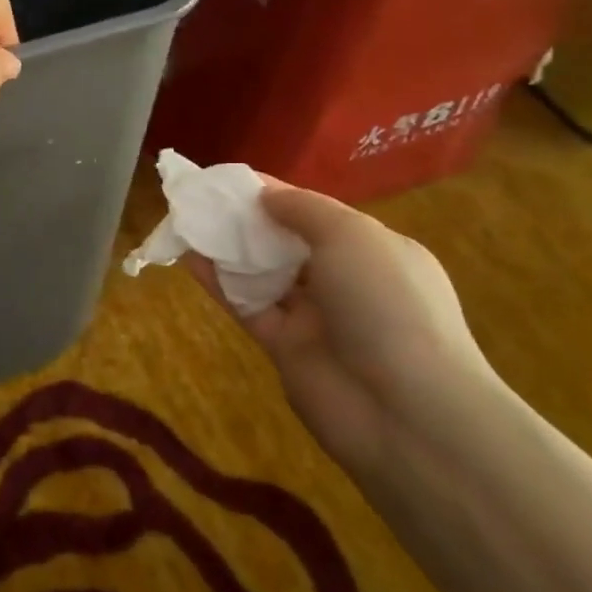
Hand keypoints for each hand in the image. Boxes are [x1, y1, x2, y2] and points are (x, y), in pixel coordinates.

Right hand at [187, 182, 495, 471]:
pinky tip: (187, 257)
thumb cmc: (386, 304)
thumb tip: (264, 195)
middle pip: (285, 242)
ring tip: (185, 221)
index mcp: (373, 250)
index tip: (229, 179)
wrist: (406, 412)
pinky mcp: (285, 348)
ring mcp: (314, 317)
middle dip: (247, 220)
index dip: (274, 193)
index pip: (316, 213)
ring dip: (227, 248)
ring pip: (262, 273)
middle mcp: (344, 281)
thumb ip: (303, 208)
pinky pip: (245, 305)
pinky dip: (217, 282)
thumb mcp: (351, 236)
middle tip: (201, 199)